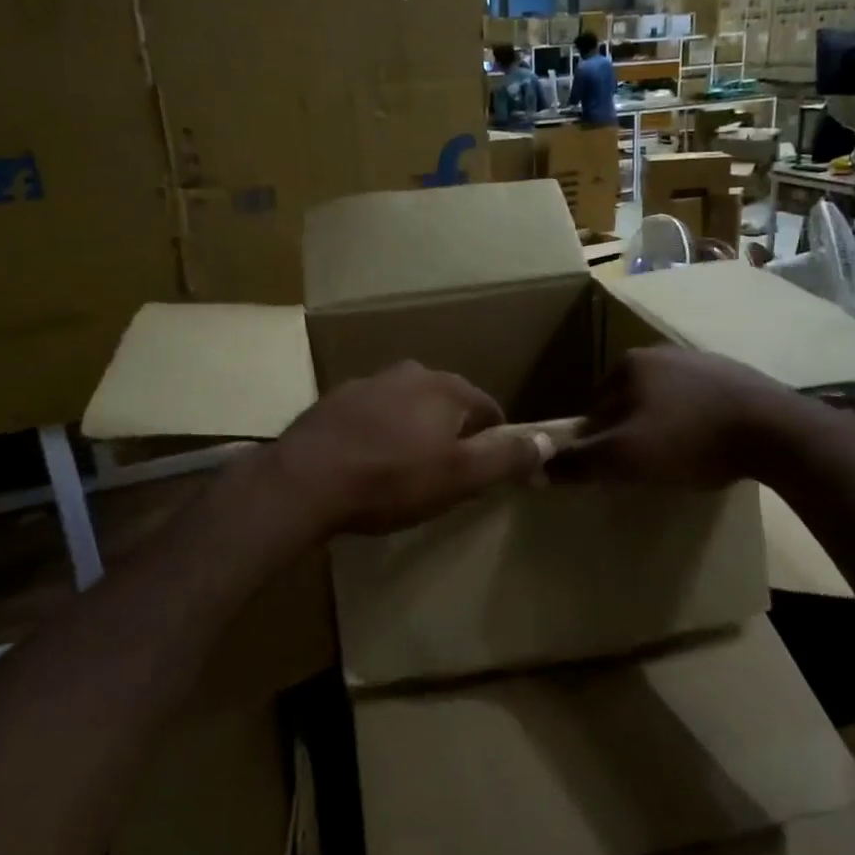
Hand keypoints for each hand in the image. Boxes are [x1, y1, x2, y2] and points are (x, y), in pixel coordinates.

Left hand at [262, 361, 547, 536]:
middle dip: (454, 435)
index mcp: (446, 388)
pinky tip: (367, 463)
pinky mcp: (335, 401)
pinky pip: (373, 415)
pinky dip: (380, 433)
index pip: (489, 409)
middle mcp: (410, 373)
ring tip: (405, 471)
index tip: (489, 473)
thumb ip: (508, 457)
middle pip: (448, 404)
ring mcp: (368, 383)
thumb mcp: (460, 477)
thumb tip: (550, 441)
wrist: (304, 481)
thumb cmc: (391, 480)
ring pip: (408, 407)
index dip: (496, 442)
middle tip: (446, 476)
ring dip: (415, 431)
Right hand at [550, 347, 806, 487]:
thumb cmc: (690, 440)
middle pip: (626, 402)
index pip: (592, 409)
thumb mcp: (625, 458)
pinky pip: (696, 401)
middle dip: (628, 433)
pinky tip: (707, 445)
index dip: (596, 443)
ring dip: (661, 427)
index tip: (612, 470)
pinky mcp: (732, 374)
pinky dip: (693, 422)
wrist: (775, 430)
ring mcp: (699, 359)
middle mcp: (660, 353)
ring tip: (678, 459)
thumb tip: (536, 469)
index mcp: (629, 365)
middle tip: (645, 468)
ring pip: (662, 402)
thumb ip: (578, 463)